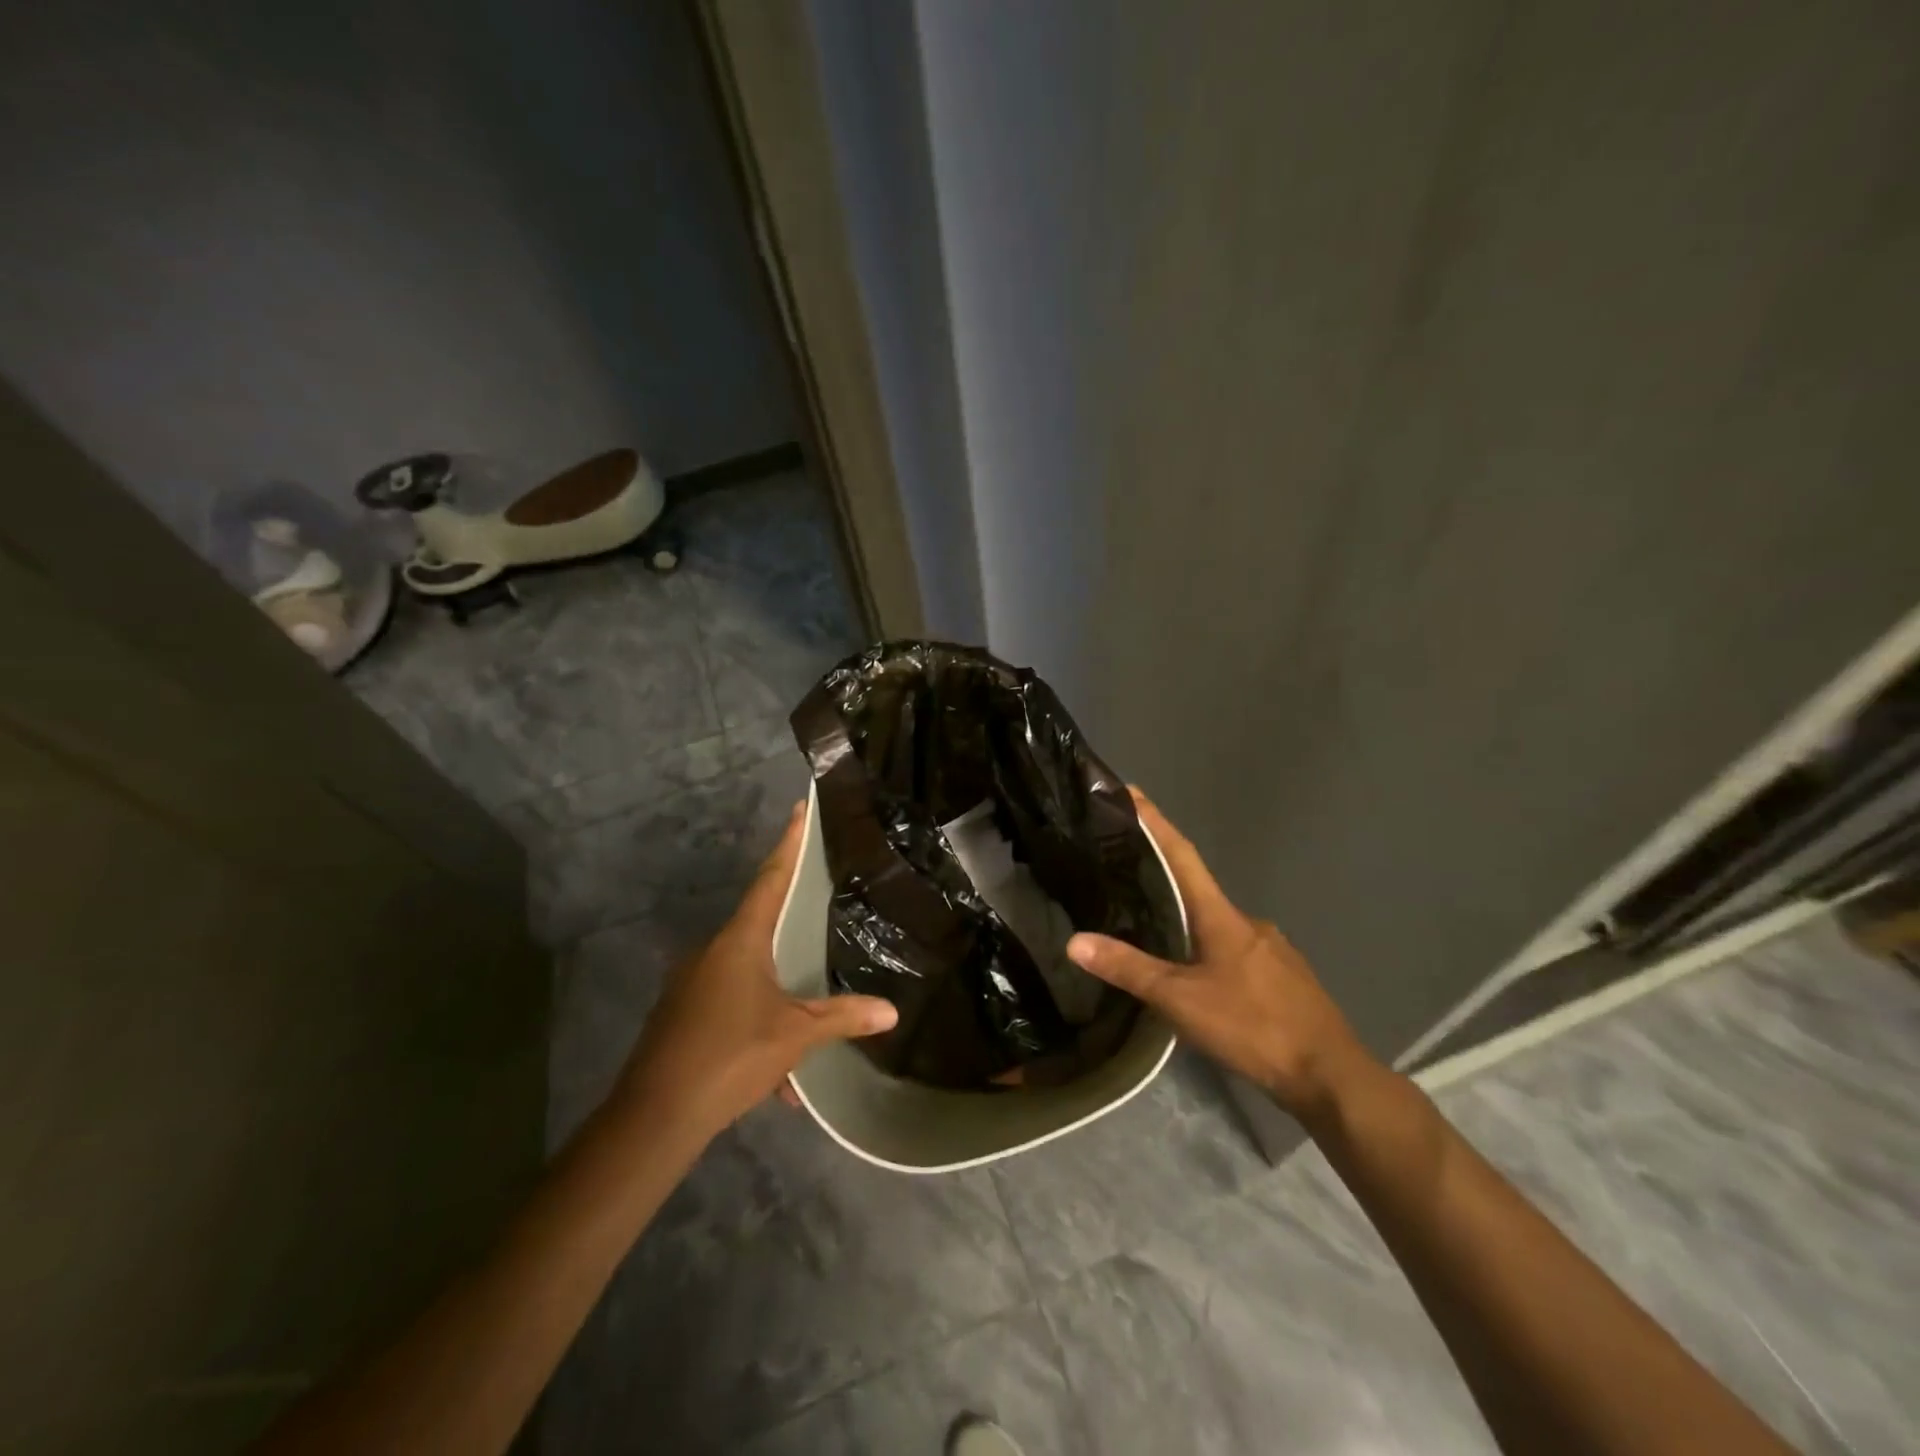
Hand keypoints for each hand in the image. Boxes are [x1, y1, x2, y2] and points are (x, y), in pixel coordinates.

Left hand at [611, 802, 897, 1144]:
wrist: (654, 1117)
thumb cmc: (730, 1056)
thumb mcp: (795, 1036)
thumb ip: (842, 1018)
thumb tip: (891, 1011)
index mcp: (739, 941)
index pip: (771, 878)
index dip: (788, 843)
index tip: (799, 808)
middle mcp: (712, 951)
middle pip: (759, 925)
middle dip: (790, 929)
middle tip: (820, 915)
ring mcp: (691, 982)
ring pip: (747, 976)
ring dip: (776, 1001)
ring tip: (804, 1040)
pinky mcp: (681, 1013)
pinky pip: (729, 1006)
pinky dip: (755, 1028)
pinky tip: (774, 1079)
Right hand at [1066, 790, 1375, 1120]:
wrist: (1330, 1074)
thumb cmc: (1252, 1026)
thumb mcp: (1180, 1000)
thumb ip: (1129, 969)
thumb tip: (1074, 941)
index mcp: (1221, 916)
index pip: (1182, 855)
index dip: (1156, 822)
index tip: (1132, 792)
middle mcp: (1247, 921)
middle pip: (1198, 887)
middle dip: (1165, 875)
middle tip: (1127, 872)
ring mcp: (1270, 948)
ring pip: (1217, 922)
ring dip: (1187, 918)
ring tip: (1153, 927)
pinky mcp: (1283, 976)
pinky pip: (1235, 949)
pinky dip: (1210, 948)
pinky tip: (1198, 972)